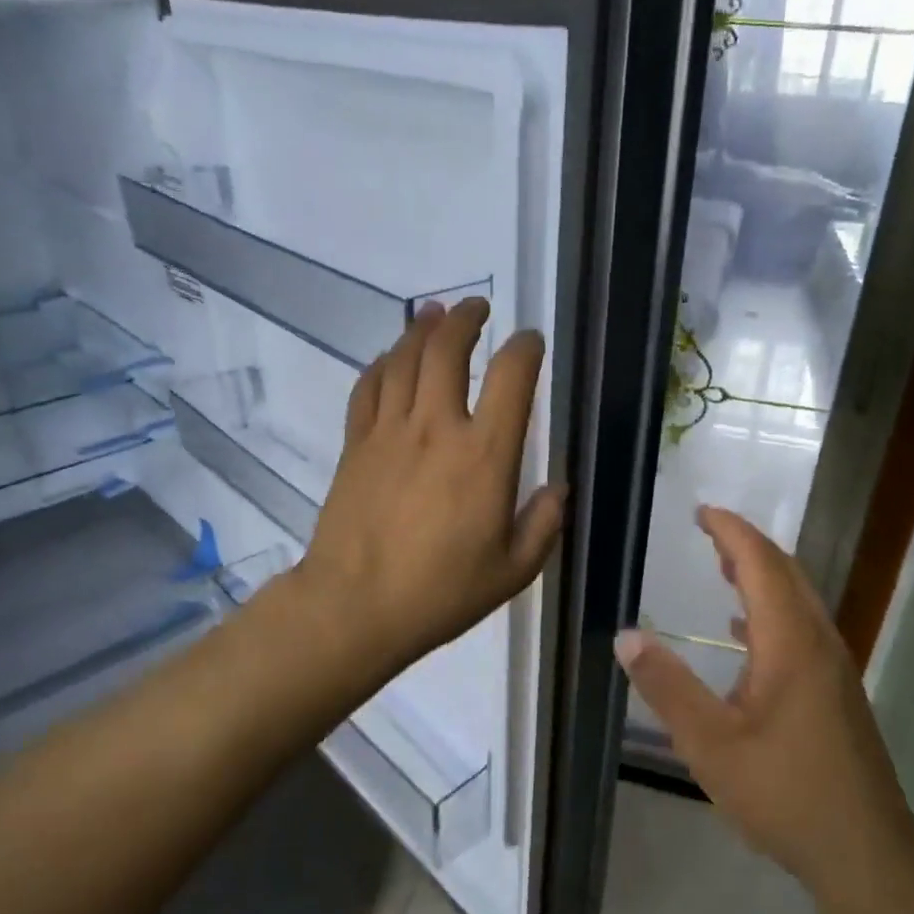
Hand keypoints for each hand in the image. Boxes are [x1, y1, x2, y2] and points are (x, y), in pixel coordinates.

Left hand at [296, 298, 565, 678]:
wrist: (355, 607)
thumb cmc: (441, 592)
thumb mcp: (513, 570)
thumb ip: (543, 524)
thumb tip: (558, 489)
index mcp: (485, 456)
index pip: (510, 378)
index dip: (524, 348)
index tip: (530, 341)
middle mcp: (437, 428)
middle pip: (447, 350)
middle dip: (465, 319)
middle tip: (477, 306)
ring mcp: (389, 432)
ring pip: (404, 359)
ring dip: (422, 328)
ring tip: (434, 312)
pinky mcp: (356, 445)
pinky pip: (368, 388)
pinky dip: (382, 363)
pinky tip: (391, 357)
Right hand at [614, 507, 913, 897]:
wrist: (865, 852)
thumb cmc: (784, 792)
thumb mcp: (710, 743)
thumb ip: (667, 687)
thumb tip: (627, 637)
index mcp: (791, 642)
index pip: (762, 564)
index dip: (732, 532)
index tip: (702, 512)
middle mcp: (819, 642)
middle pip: (786, 574)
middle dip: (748, 546)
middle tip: (709, 532)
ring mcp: (834, 668)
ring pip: (798, 602)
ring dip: (762, 576)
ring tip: (724, 568)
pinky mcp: (837, 693)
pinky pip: (802, 629)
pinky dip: (771, 612)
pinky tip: (744, 635)